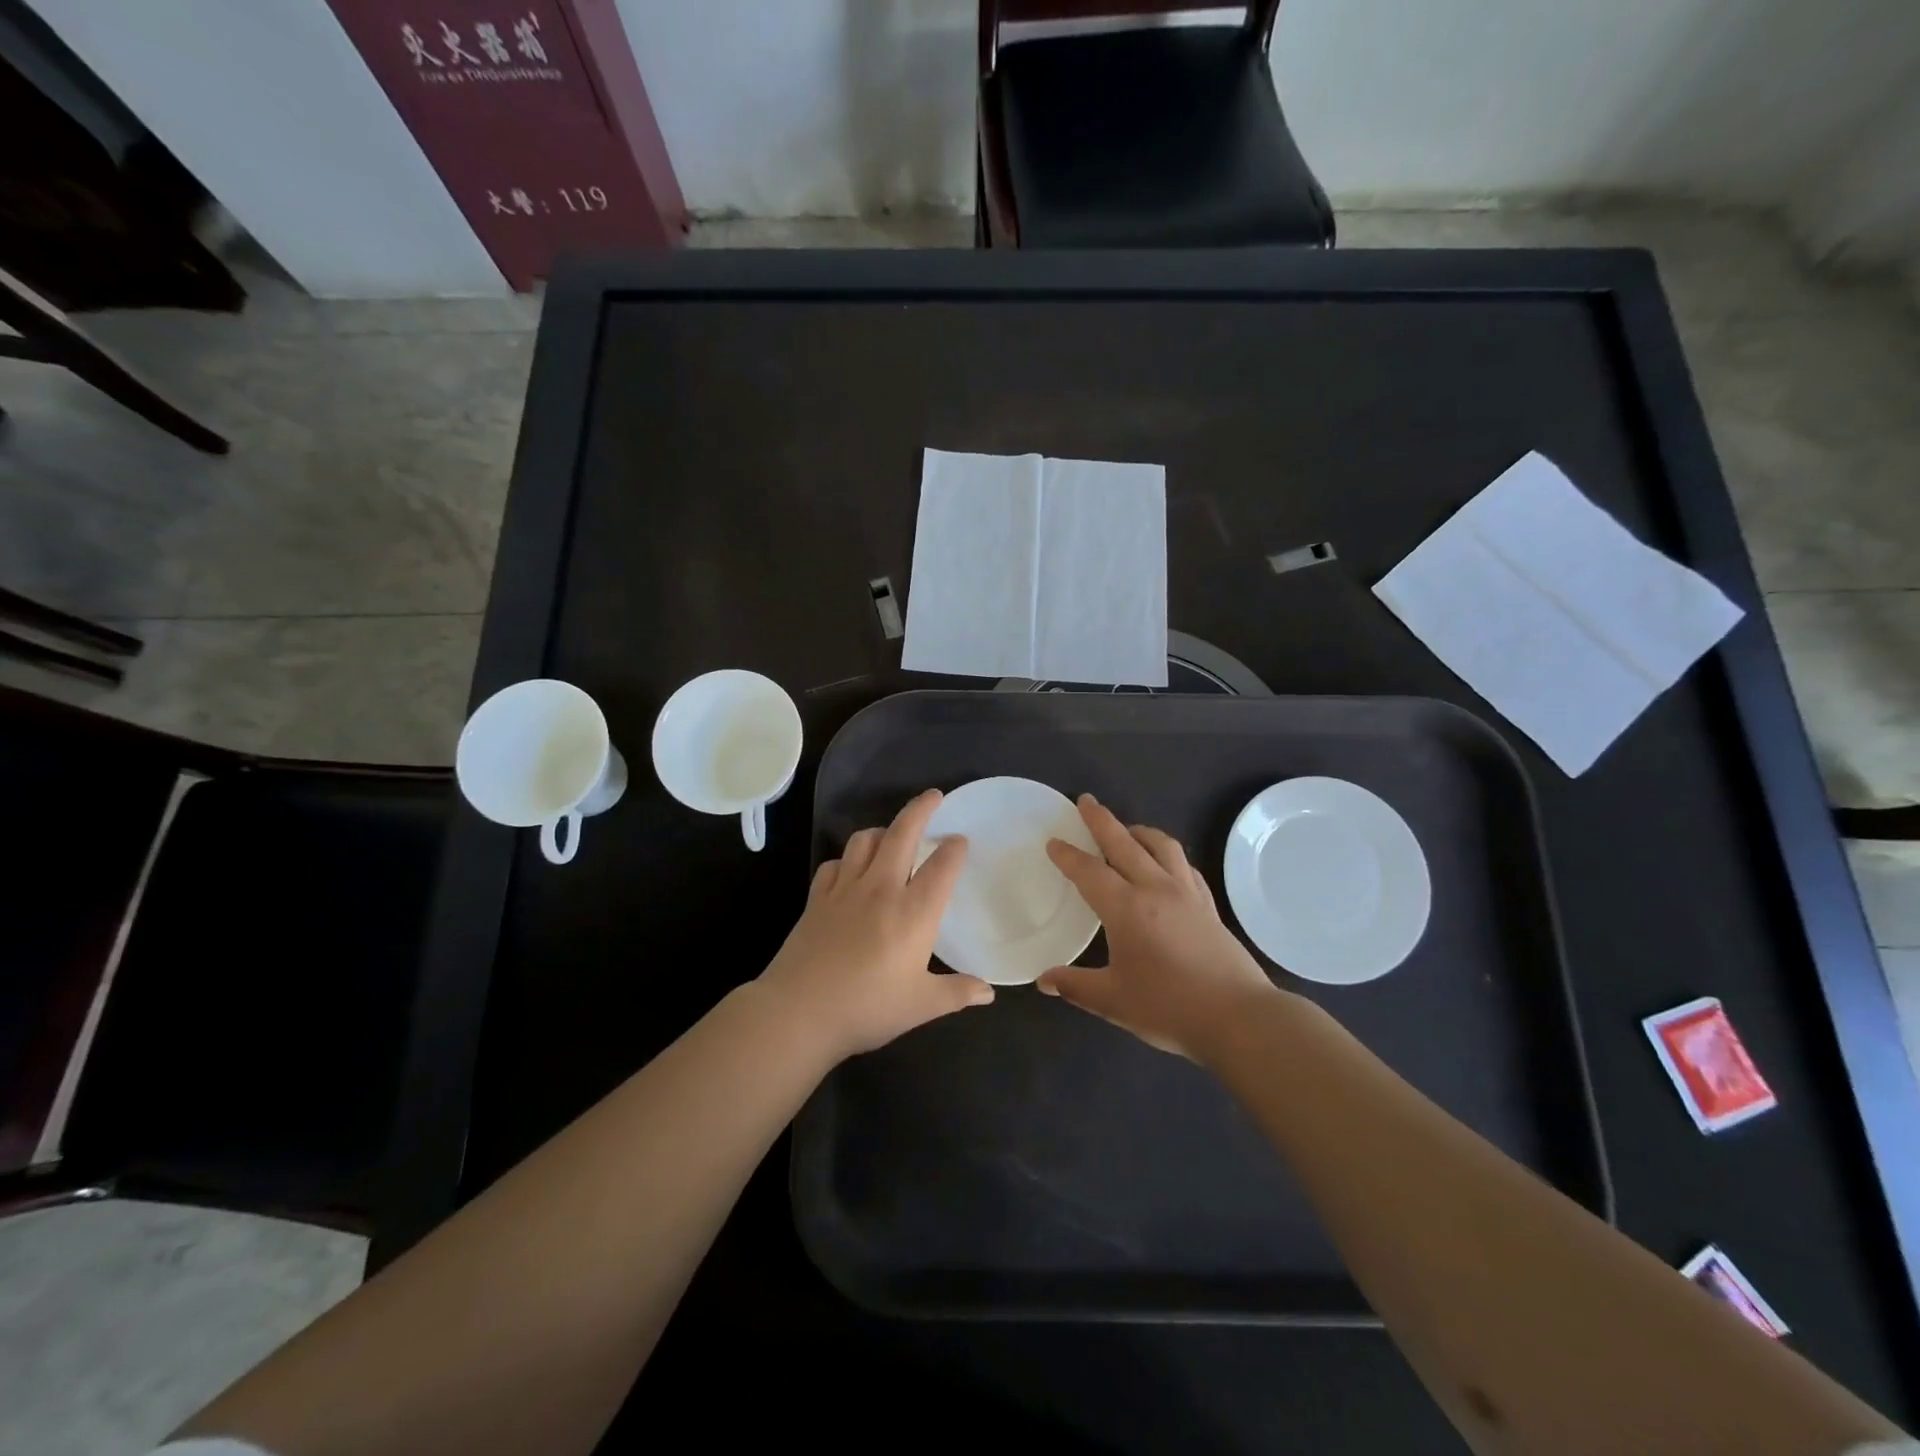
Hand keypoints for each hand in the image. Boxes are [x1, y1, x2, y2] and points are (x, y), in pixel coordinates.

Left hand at [758, 788, 992, 1059]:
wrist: (799, 1011)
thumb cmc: (867, 1007)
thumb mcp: (921, 1006)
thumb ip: (957, 992)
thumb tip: (989, 992)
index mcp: (914, 912)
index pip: (941, 866)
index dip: (954, 848)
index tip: (960, 840)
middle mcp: (882, 889)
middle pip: (903, 834)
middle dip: (921, 809)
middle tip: (934, 796)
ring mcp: (845, 890)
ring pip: (865, 841)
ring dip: (883, 831)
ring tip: (892, 834)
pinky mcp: (817, 898)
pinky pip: (834, 864)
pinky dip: (847, 859)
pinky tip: (851, 870)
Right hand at [1038, 794, 1282, 1060]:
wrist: (1239, 1017)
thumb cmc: (1169, 1007)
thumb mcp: (1113, 1001)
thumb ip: (1075, 986)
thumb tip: (1044, 980)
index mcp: (1126, 908)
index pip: (1089, 872)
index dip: (1068, 855)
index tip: (1054, 841)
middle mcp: (1155, 889)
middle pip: (1124, 843)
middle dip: (1101, 820)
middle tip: (1086, 801)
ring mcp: (1186, 894)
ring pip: (1161, 846)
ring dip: (1139, 831)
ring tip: (1126, 828)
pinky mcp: (1208, 905)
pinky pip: (1184, 865)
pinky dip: (1168, 855)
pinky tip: (1165, 864)